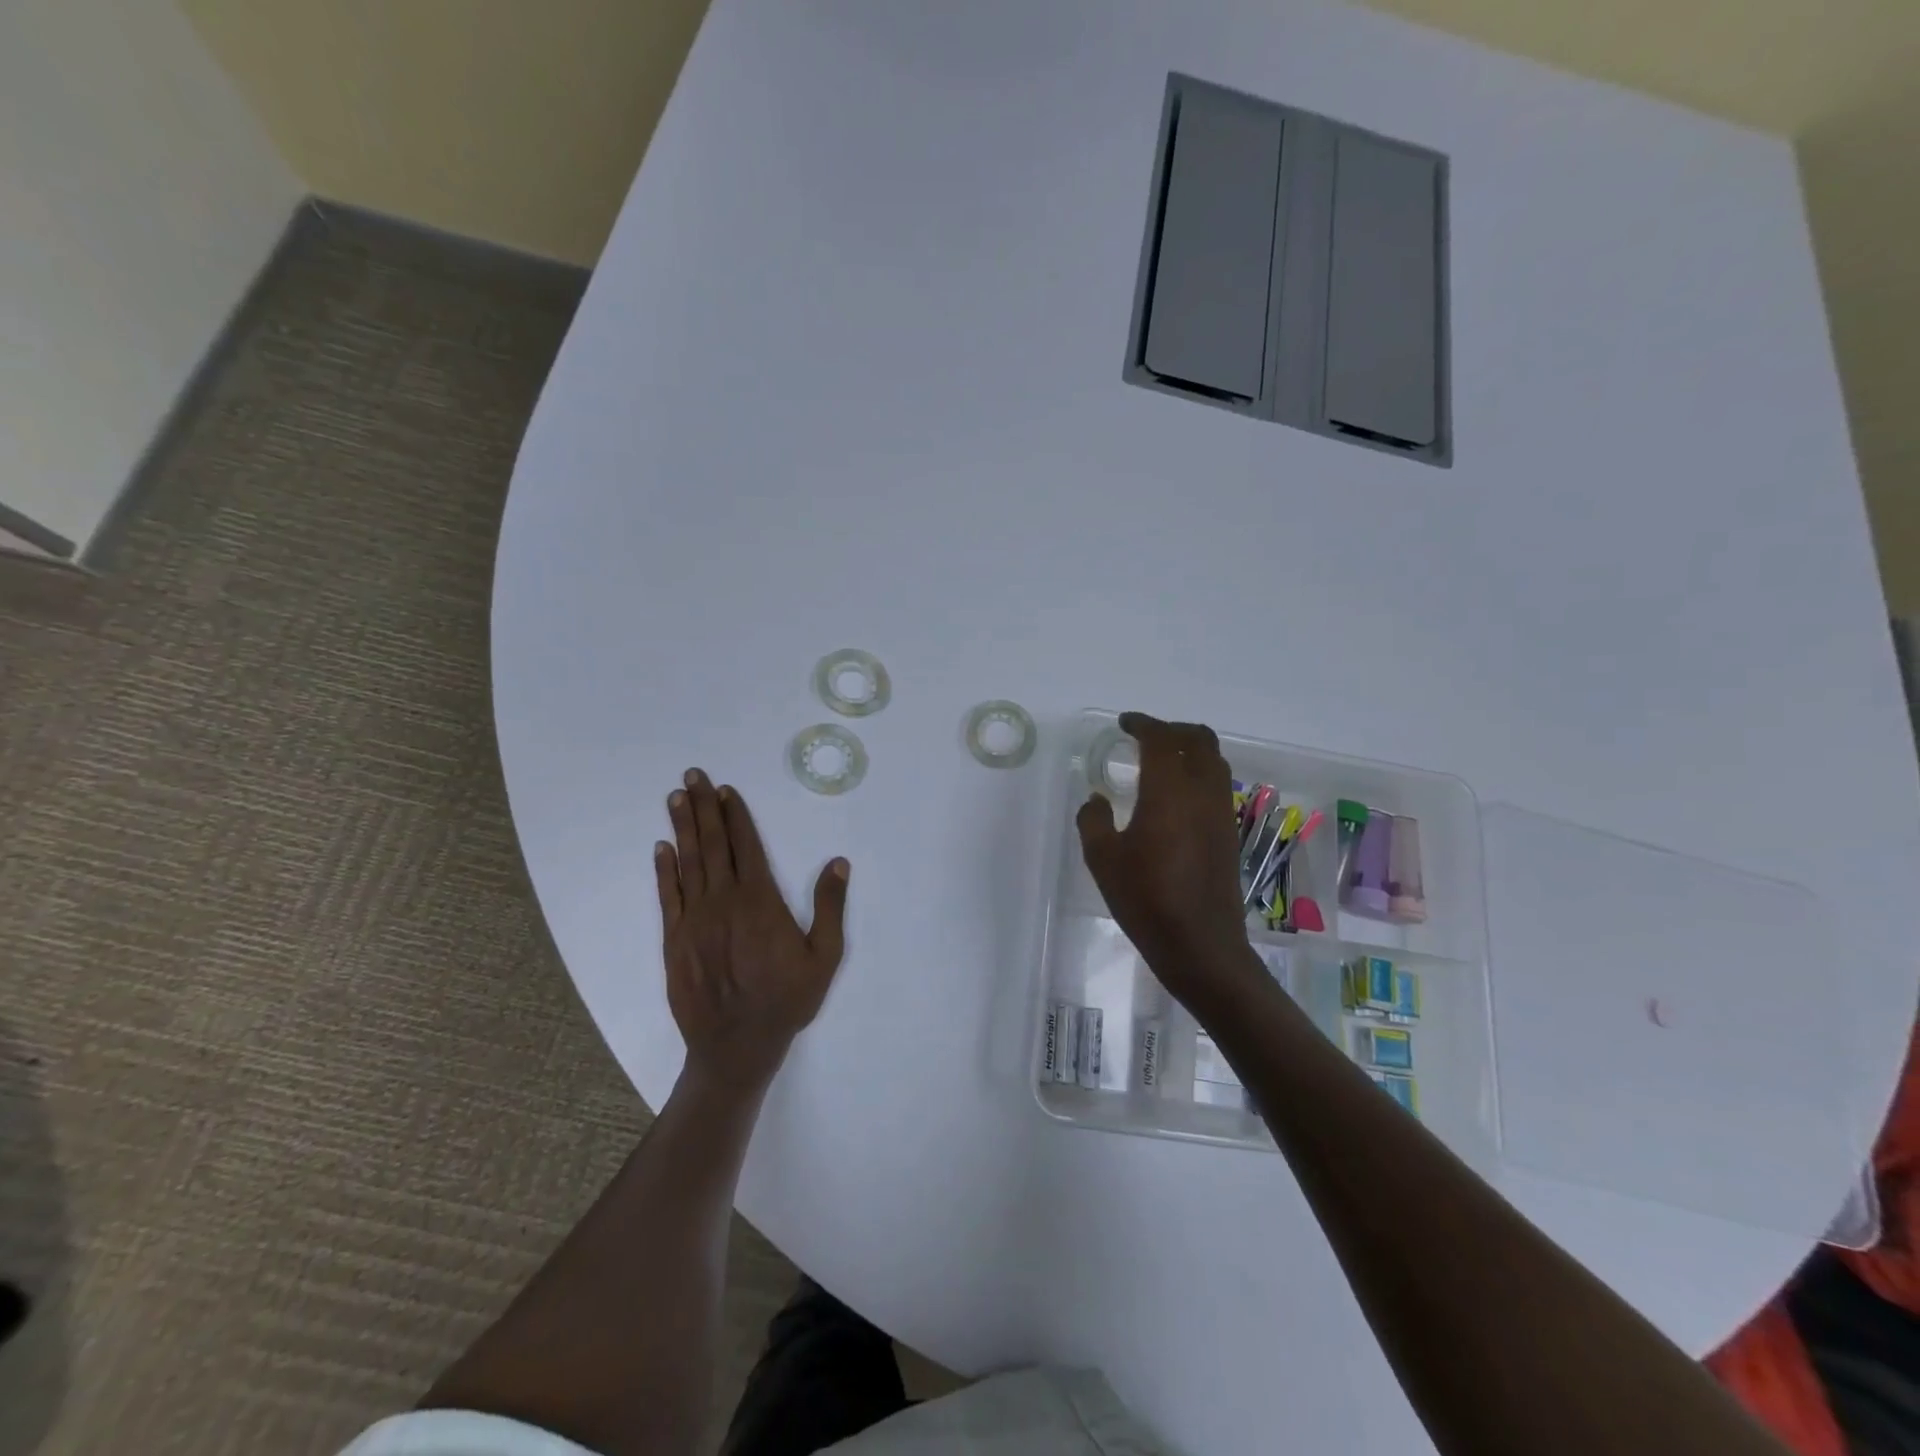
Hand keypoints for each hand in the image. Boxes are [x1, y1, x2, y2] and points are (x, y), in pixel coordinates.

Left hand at [655, 769, 849, 1090]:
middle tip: (692, 775)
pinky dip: (664, 869)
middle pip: (713, 845)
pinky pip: (668, 896)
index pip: (747, 846)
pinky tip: (661, 848)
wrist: (736, 1046)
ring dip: (682, 827)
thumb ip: (831, 907)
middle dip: (703, 807)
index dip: (735, 815)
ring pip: (688, 862)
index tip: (726, 789)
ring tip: (676, 797)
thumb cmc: (787, 999)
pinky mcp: (675, 939)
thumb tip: (838, 862)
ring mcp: (695, 919)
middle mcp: (724, 901)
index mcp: (761, 901)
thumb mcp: (825, 956)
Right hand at [1076, 714, 1260, 1009]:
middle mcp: (1202, 793)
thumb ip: (1093, 820)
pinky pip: (1218, 785)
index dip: (1143, 724)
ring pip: (1215, 761)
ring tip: (1162, 761)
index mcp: (1169, 792)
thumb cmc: (1145, 899)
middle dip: (1172, 729)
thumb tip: (1097, 801)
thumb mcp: (1102, 859)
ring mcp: (1221, 813)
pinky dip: (1199, 773)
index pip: (1162, 739)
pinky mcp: (1229, 833)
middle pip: (1200, 740)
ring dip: (1190, 750)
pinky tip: (1176, 796)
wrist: (1200, 944)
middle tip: (1145, 736)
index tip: (1124, 724)